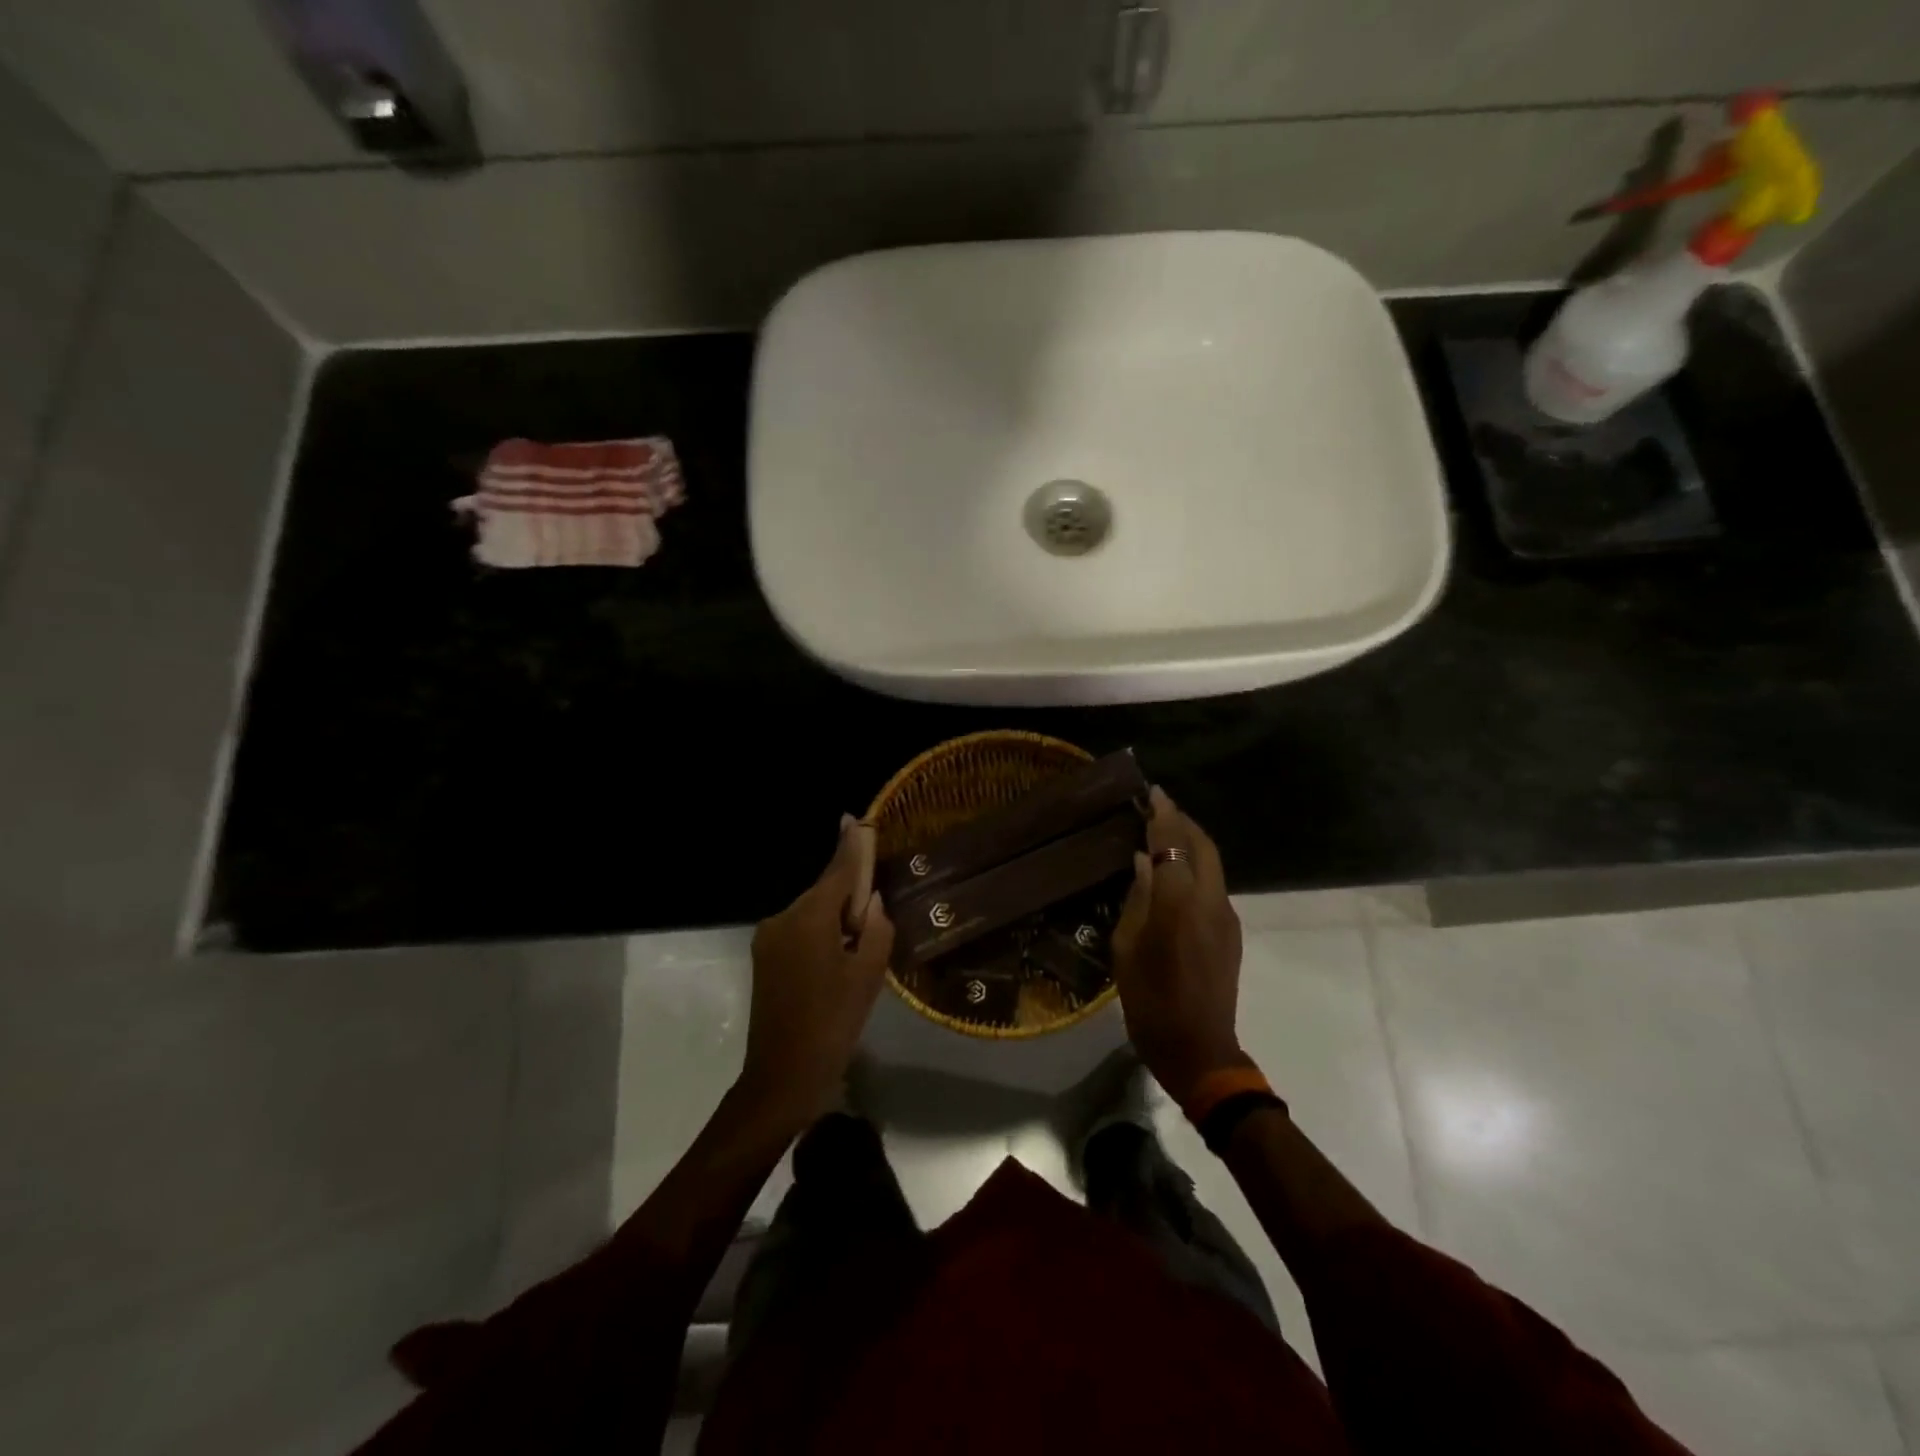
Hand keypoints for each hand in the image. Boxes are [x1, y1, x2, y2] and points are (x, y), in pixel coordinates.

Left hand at [739, 815, 895, 1125]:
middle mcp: (782, 918)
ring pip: (812, 913)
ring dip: (836, 920)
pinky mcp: (764, 957)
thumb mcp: (868, 976)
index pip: (838, 872)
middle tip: (875, 920)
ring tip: (857, 952)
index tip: (856, 818)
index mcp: (809, 918)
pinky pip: (800, 931)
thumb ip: (876, 929)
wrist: (781, 1078)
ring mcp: (768, 938)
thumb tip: (872, 903)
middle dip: (850, 897)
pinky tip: (837, 961)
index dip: (851, 846)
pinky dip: (821, 934)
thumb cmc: (832, 1025)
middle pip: (825, 892)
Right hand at [1110, 787, 1247, 1107]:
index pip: (1173, 845)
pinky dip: (1196, 866)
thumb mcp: (1126, 948)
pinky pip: (1213, 884)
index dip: (1162, 815)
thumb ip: (1136, 899)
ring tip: (1164, 833)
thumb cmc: (1150, 1001)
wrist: (1199, 1050)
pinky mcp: (1231, 932)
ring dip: (1191, 843)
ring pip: (1212, 863)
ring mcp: (1227, 916)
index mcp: (1179, 903)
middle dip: (1182, 822)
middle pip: (1203, 846)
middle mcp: (1210, 901)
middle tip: (1157, 808)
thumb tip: (1144, 863)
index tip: (1152, 792)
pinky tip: (1176, 872)